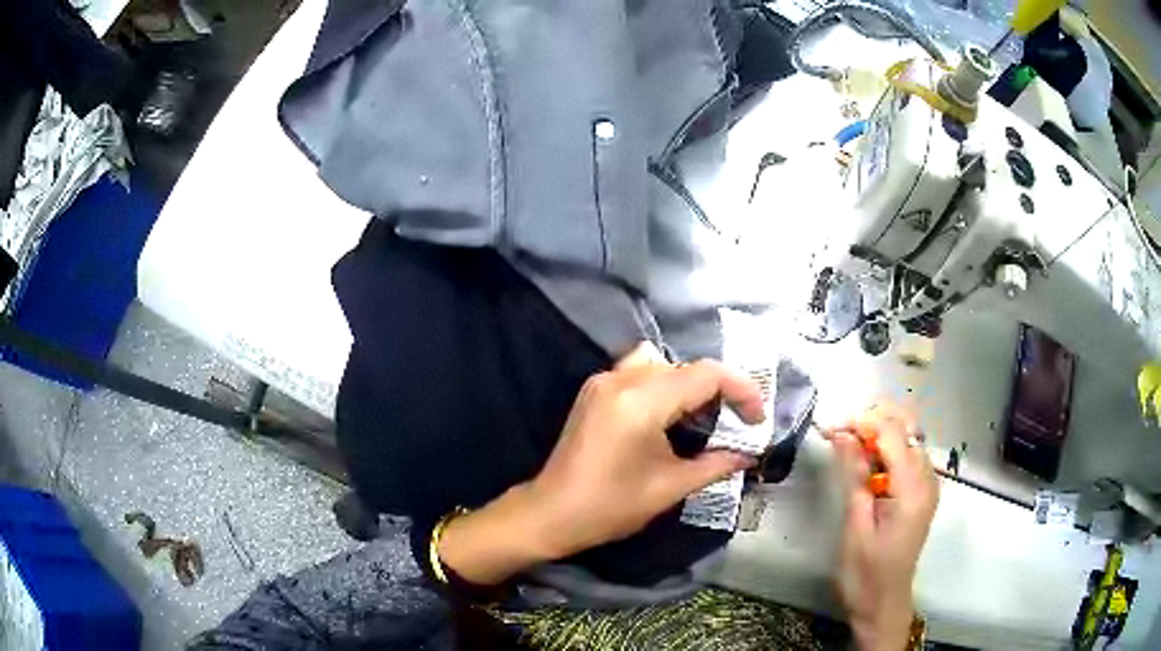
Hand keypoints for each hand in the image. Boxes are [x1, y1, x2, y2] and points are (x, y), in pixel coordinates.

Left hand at [437, 343, 763, 584]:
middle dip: (719, 390)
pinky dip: (664, 385)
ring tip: (705, 418)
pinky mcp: (594, 390)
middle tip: (736, 422)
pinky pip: (639, 372)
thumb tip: (750, 453)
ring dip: (690, 385)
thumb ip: (716, 464)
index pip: (706, 374)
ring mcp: (603, 381)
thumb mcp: (670, 487)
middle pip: (686, 367)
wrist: (550, 513)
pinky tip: (671, 417)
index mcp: (642, 401)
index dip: (741, 391)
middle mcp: (621, 379)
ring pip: (663, 364)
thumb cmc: (610, 506)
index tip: (757, 418)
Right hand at [826, 403, 938, 650]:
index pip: (893, 433)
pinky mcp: (923, 493)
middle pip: (905, 428)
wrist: (884, 605)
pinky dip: (886, 451)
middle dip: (871, 423)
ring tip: (847, 450)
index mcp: (913, 489)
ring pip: (907, 439)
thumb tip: (843, 435)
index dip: (862, 422)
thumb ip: (854, 477)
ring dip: (878, 436)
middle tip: (837, 438)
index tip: (829, 428)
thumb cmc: (865, 574)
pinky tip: (867, 466)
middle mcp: (928, 479)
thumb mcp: (855, 528)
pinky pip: (908, 456)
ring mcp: (929, 485)